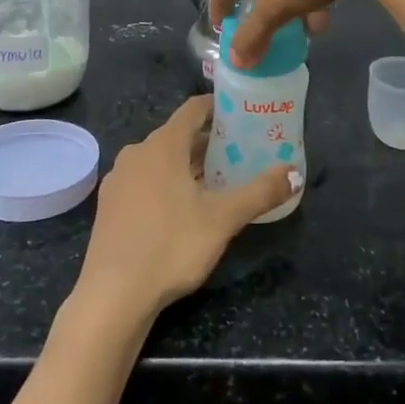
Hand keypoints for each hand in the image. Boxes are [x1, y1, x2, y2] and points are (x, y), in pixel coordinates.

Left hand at [72, 96, 294, 323]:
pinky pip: (145, 181)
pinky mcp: (110, 205)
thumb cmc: (171, 246)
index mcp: (163, 145)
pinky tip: (183, 209)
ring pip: (160, 160)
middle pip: (178, 135)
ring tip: (217, 182)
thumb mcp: (223, 219)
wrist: (113, 295)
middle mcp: (137, 152)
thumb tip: (294, 173)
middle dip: (208, 142)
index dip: (218, 107)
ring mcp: (119, 179)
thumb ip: (260, 192)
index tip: (242, 115)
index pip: (193, 109)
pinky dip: (166, 183)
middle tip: (239, 153)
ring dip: (187, 165)